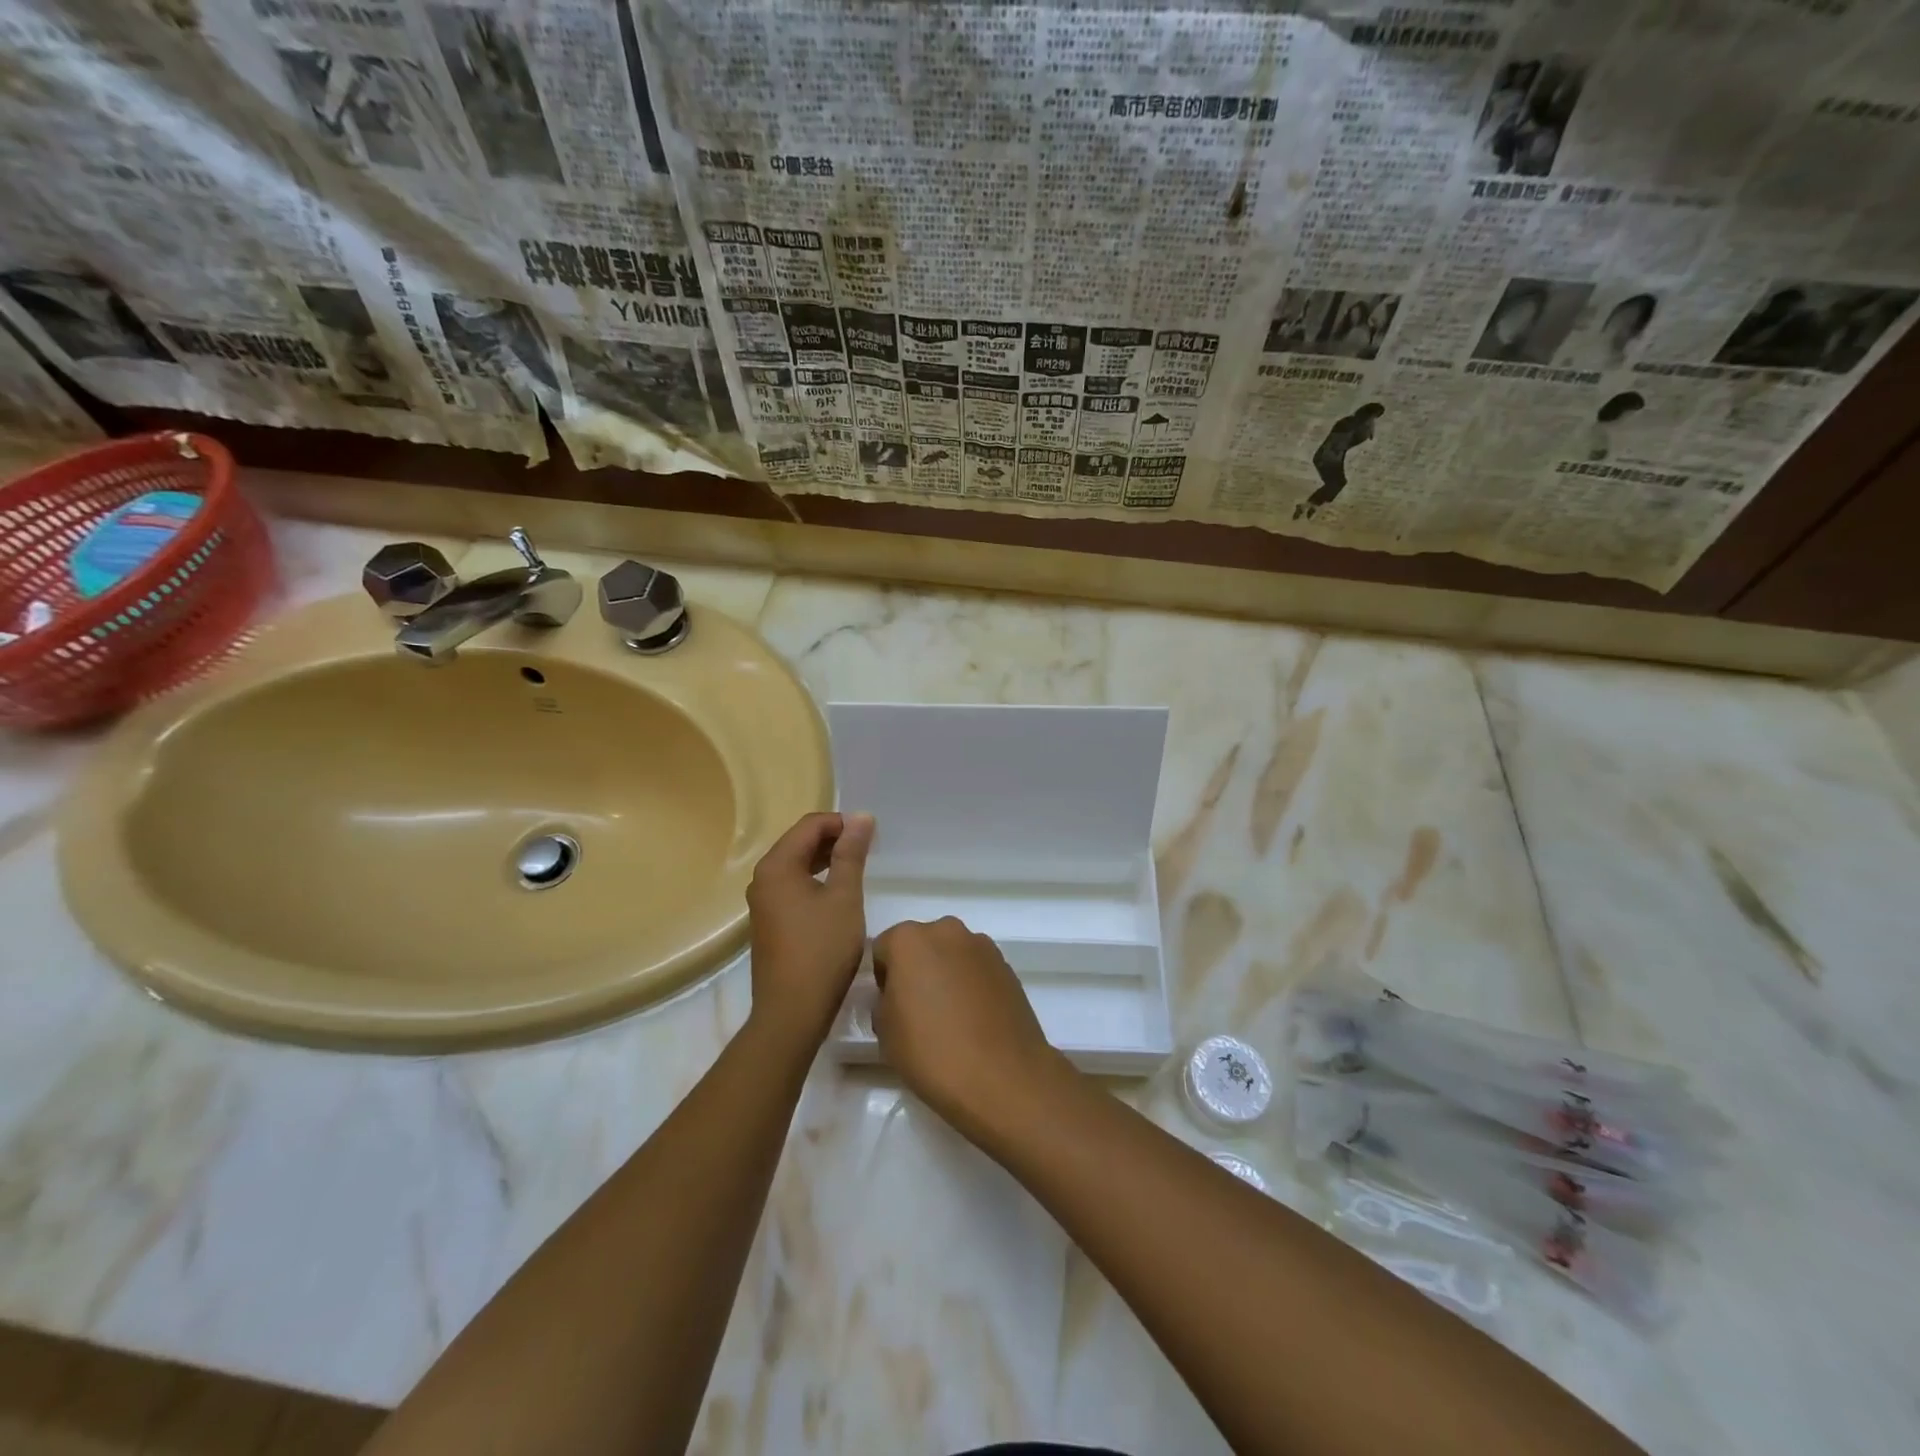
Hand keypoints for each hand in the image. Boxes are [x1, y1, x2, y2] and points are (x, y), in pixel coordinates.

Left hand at [745, 811, 873, 1050]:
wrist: (791, 1011)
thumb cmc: (822, 950)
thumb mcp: (844, 897)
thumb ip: (851, 854)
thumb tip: (860, 817)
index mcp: (777, 865)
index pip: (810, 825)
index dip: (842, 823)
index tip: (870, 835)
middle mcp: (762, 877)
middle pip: (799, 841)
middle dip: (834, 839)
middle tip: (868, 850)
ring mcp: (762, 901)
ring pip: (796, 864)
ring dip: (826, 859)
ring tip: (857, 868)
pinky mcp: (768, 921)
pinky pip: (792, 885)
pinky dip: (815, 880)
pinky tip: (837, 894)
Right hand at [871, 917, 1069, 1140]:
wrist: (1003, 1077)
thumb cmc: (932, 1052)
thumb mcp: (885, 1032)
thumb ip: (884, 1002)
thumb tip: (897, 997)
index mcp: (909, 940)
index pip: (883, 949)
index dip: (883, 979)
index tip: (890, 1008)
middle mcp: (946, 931)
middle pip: (921, 945)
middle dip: (916, 970)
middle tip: (918, 1011)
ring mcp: (981, 946)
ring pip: (951, 955)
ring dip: (946, 974)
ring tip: (950, 1018)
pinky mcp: (1007, 965)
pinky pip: (976, 969)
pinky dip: (971, 984)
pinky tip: (974, 1019)